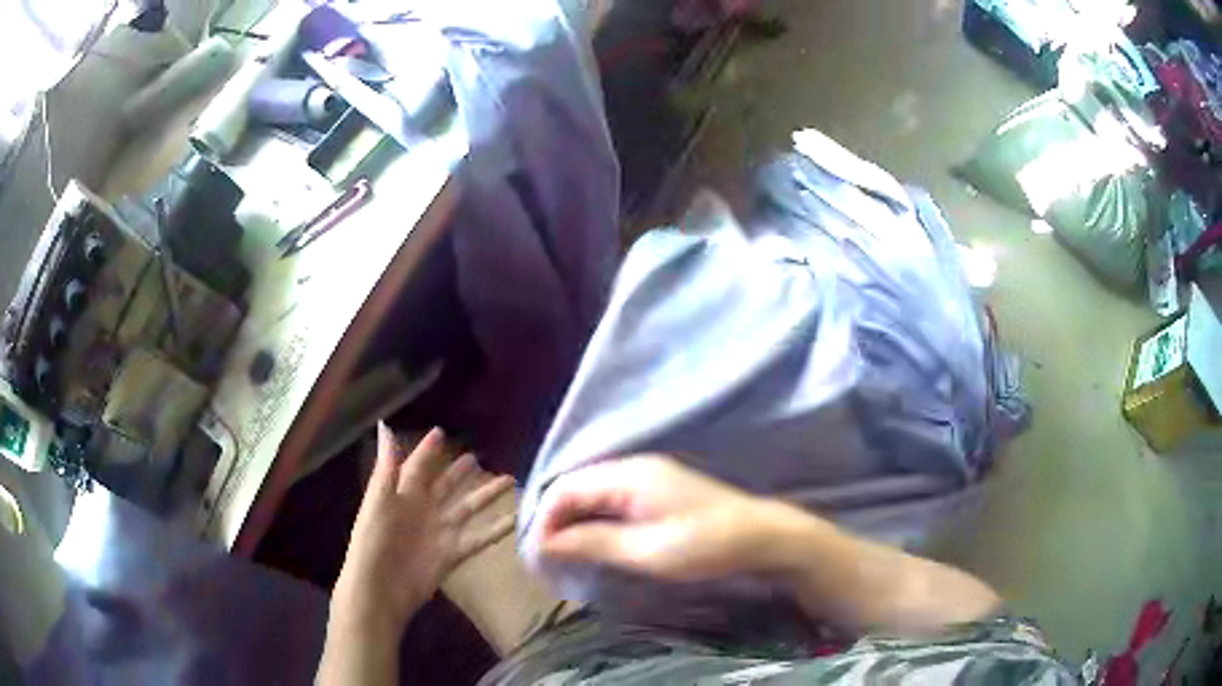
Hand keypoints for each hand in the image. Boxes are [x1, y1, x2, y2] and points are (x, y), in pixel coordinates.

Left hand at [331, 424, 515, 637]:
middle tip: (477, 456)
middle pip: (446, 485)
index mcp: (403, 494)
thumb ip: (387, 466)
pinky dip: (497, 529)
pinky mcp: (453, 553)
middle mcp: (424, 510)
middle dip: (460, 471)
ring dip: (487, 494)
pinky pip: (479, 537)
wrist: (381, 587)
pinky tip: (516, 519)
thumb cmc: (374, 541)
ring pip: (468, 507)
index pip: (418, 466)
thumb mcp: (378, 500)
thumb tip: (385, 427)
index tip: (442, 432)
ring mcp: (441, 532)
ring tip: (509, 480)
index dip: (428, 450)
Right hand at [536, 455, 783, 580]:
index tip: (538, 556)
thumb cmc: (706, 545)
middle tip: (549, 559)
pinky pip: (613, 499)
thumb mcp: (647, 551)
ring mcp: (649, 476)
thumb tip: (547, 543)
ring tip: (567, 555)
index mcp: (629, 475)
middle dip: (557, 520)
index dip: (546, 520)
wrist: (763, 537)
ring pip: (594, 493)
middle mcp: (635, 467)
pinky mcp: (660, 490)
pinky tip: (596, 543)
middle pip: (577, 487)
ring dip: (576, 521)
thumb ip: (594, 542)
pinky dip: (596, 519)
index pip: (566, 488)